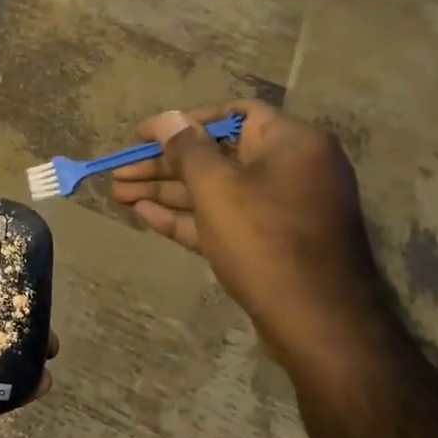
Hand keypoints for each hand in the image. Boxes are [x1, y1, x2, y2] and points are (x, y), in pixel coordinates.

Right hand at [110, 101, 393, 386]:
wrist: (318, 322)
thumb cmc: (264, 238)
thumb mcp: (216, 186)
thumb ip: (187, 148)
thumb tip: (168, 118)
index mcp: (290, 143)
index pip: (232, 115)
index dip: (183, 122)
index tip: (143, 136)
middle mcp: (290, 169)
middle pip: (216, 156)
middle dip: (163, 164)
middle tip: (119, 172)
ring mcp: (281, 209)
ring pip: (215, 190)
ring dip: (167, 191)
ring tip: (119, 194)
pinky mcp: (270, 243)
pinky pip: (224, 218)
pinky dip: (187, 216)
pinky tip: (144, 214)